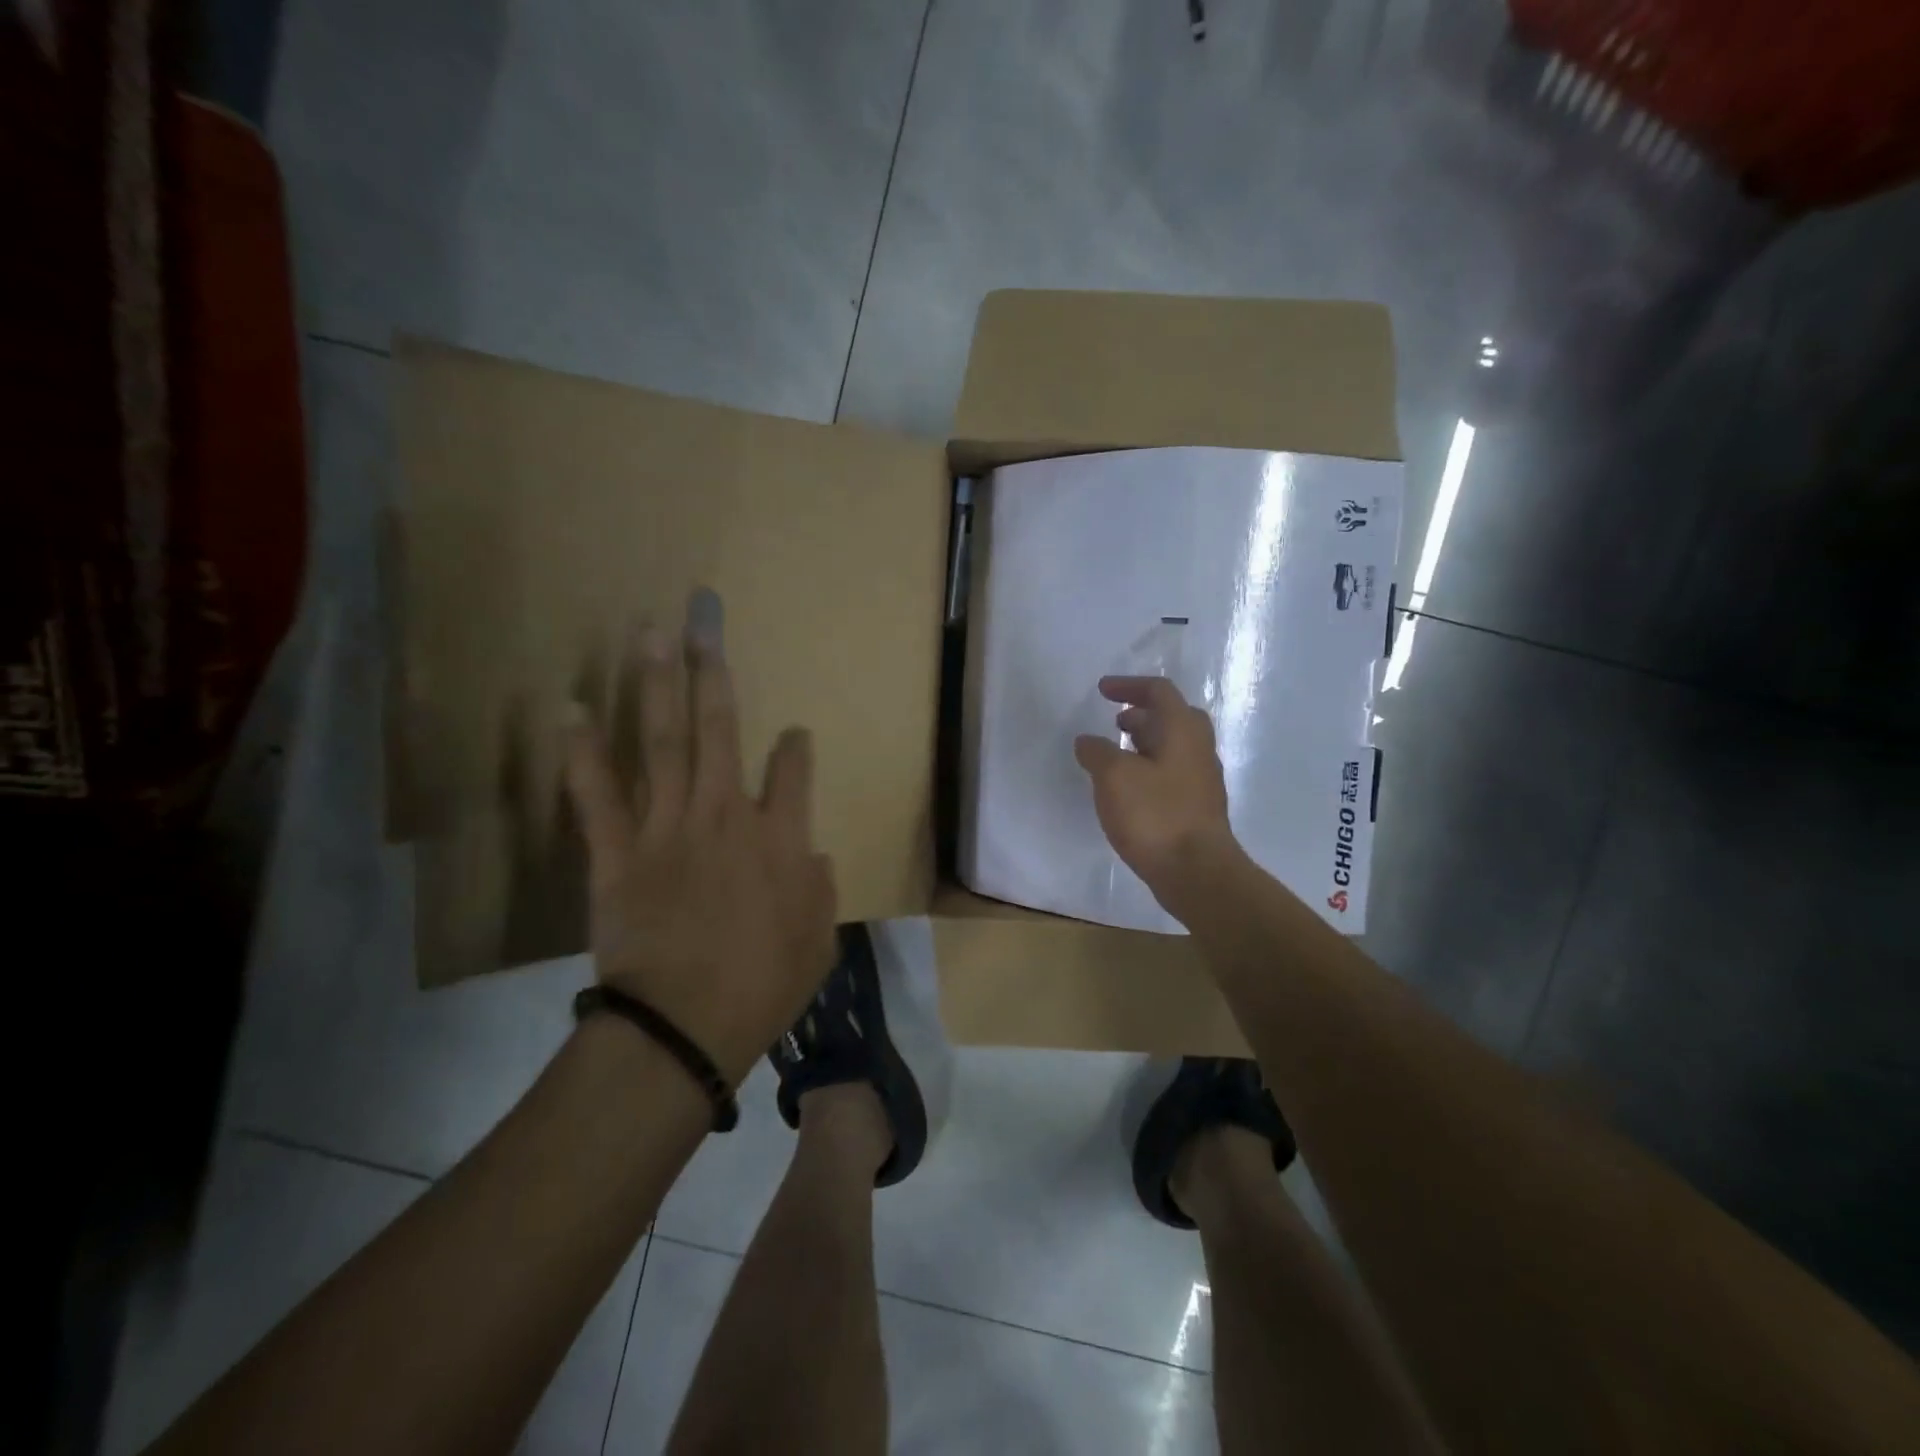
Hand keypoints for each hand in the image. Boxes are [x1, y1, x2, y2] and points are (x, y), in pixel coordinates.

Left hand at [562, 594, 836, 1084]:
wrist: (686, 1026)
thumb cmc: (763, 985)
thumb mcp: (819, 941)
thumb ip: (820, 889)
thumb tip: (811, 854)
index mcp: (781, 837)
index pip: (794, 769)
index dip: (795, 747)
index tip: (794, 736)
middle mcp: (726, 814)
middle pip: (721, 729)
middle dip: (713, 671)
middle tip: (702, 620)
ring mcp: (668, 826)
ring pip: (664, 741)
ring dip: (656, 684)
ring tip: (649, 634)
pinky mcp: (618, 851)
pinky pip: (597, 793)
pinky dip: (583, 751)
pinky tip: (570, 709)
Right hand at [1073, 675, 1236, 906]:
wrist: (1196, 872)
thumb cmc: (1155, 815)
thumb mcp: (1113, 776)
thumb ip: (1097, 752)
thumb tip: (1088, 741)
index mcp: (1182, 730)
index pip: (1159, 691)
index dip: (1129, 685)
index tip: (1102, 690)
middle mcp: (1198, 749)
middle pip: (1173, 717)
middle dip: (1143, 713)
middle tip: (1116, 720)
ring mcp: (1202, 780)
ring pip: (1174, 747)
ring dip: (1146, 741)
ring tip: (1116, 753)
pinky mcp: (1197, 807)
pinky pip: (1172, 773)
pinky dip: (1149, 768)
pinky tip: (1129, 789)